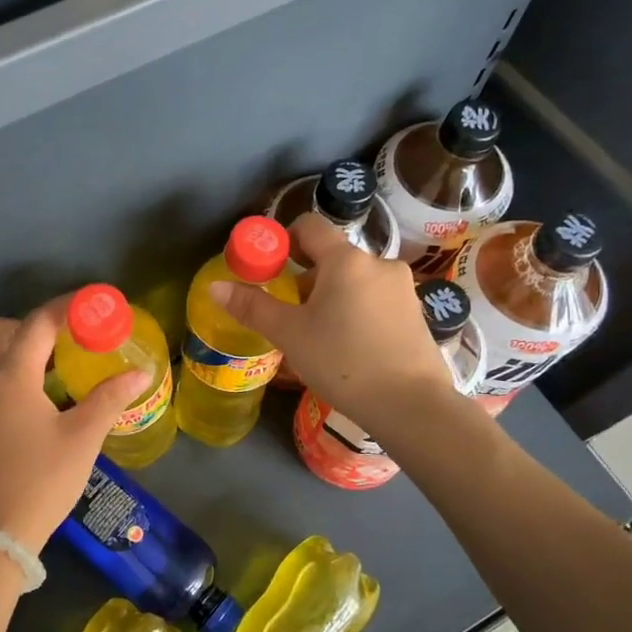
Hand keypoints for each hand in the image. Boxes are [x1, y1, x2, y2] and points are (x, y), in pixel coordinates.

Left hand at [0, 298, 150, 555]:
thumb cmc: (41, 482)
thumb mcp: (82, 439)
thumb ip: (109, 399)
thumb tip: (140, 372)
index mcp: (12, 378)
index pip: (38, 323)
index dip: (68, 306)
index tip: (96, 302)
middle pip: (0, 330)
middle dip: (34, 323)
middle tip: (69, 337)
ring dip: (21, 346)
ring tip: (60, 363)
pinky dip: (12, 370)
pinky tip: (42, 395)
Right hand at [209, 213, 453, 430]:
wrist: (410, 405)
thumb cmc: (343, 362)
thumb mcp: (290, 334)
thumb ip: (252, 307)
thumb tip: (215, 287)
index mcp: (346, 260)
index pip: (310, 226)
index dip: (284, 239)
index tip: (270, 268)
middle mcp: (378, 264)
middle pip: (332, 257)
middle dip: (306, 278)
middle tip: (289, 313)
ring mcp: (402, 289)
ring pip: (355, 281)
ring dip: (332, 297)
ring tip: (318, 336)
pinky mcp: (416, 314)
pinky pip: (375, 300)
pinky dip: (356, 312)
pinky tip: (349, 348)